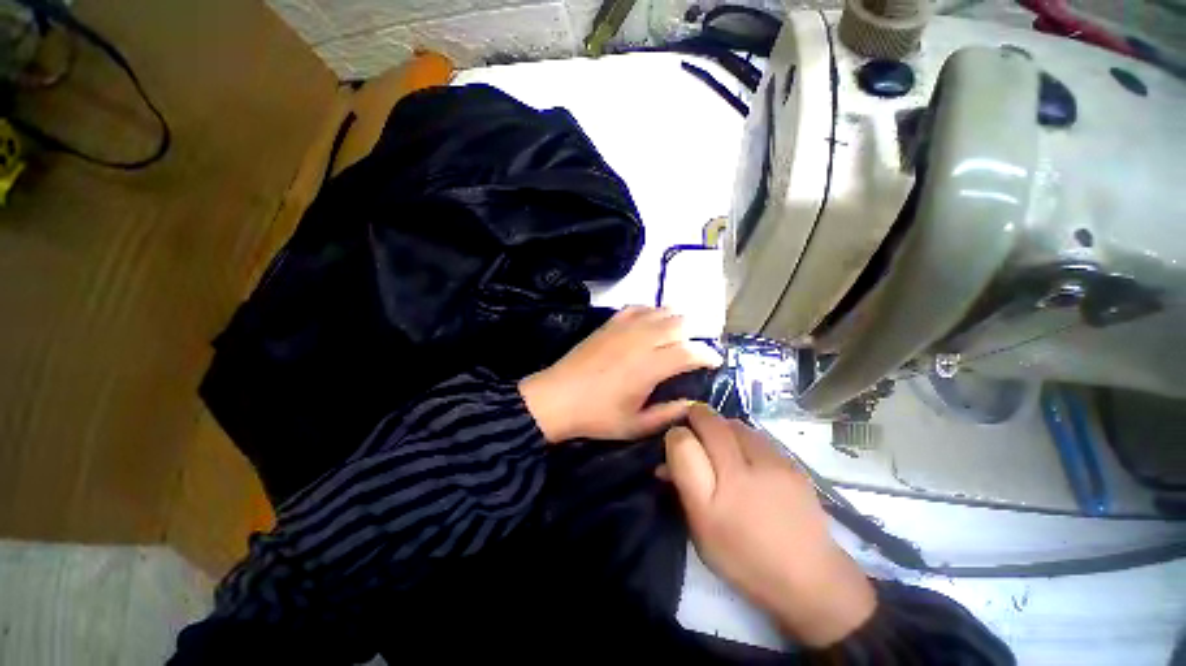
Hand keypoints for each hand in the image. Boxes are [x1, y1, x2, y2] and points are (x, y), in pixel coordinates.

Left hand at [518, 306, 721, 442]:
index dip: (707, 355)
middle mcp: (641, 340)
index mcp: (650, 367)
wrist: (557, 397)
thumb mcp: (635, 425)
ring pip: (661, 311)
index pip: (690, 351)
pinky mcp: (610, 323)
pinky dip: (651, 312)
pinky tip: (650, 324)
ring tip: (674, 338)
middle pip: (680, 323)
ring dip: (674, 321)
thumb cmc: (597, 416)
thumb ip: (668, 413)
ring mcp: (624, 327)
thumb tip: (694, 402)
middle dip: (693, 335)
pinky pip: (638, 307)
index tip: (714, 361)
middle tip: (692, 352)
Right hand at [664, 405, 876, 646]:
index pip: (686, 442)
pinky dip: (742, 436)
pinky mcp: (793, 463)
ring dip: (721, 426)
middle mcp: (746, 470)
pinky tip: (744, 454)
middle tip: (691, 429)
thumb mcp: (701, 531)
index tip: (674, 438)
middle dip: (696, 418)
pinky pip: (757, 435)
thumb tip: (666, 460)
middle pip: (713, 423)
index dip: (675, 433)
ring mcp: (775, 463)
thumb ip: (683, 488)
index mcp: (719, 494)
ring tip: (717, 442)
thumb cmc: (745, 558)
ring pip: (736, 425)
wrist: (809, 578)